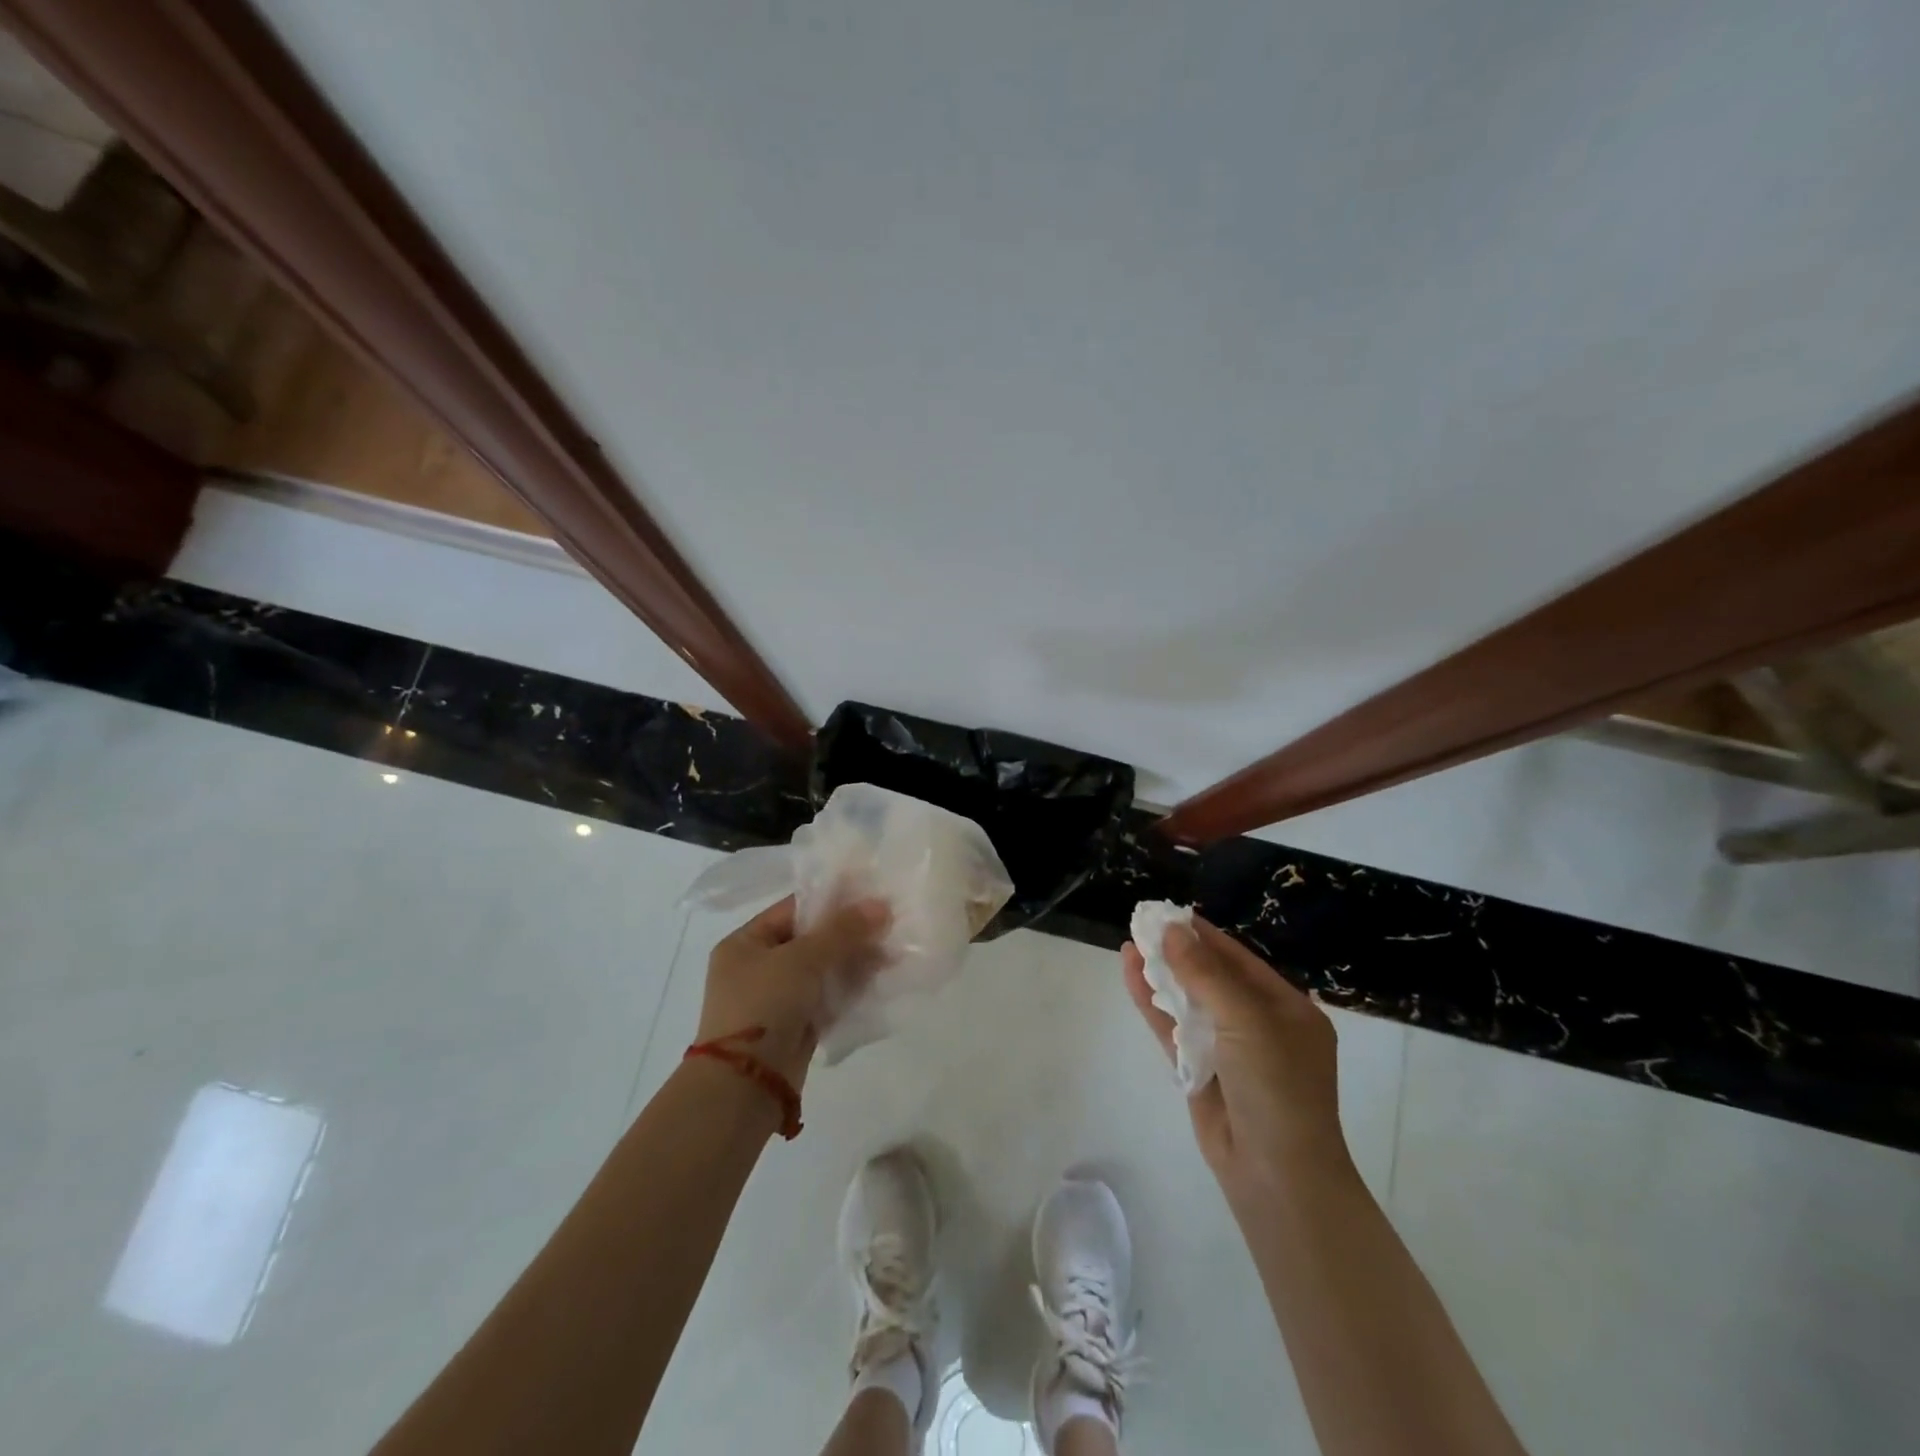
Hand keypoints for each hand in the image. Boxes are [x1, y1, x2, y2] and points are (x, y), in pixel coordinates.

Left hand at [698, 895, 890, 1090]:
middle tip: (890, 925)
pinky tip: (881, 980)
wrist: (744, 1087)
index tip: (871, 895)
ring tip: (893, 953)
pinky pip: (828, 998)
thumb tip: (881, 905)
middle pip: (812, 939)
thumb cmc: (763, 1007)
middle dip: (850, 934)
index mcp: (745, 943)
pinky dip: (851, 990)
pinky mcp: (795, 1026)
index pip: (794, 909)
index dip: (832, 900)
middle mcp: (758, 967)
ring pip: (824, 970)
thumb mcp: (802, 959)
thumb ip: (842, 931)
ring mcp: (777, 999)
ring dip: (855, 962)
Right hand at [1123, 916, 1350, 1205]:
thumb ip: (1206, 974)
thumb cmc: (1276, 1088)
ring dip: (1162, 973)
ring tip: (1131, 942)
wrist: (1276, 1176)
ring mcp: (1228, 1049)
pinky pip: (1173, 1027)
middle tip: (1144, 922)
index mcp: (1288, 1010)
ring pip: (1189, 1000)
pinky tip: (1131, 973)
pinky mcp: (1198, 1070)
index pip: (1241, 960)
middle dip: (1179, 951)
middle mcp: (1259, 1025)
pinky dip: (1153, 1001)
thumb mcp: (1248, 1022)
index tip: (1170, 912)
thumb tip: (1172, 931)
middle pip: (1212, 977)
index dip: (1205, 935)